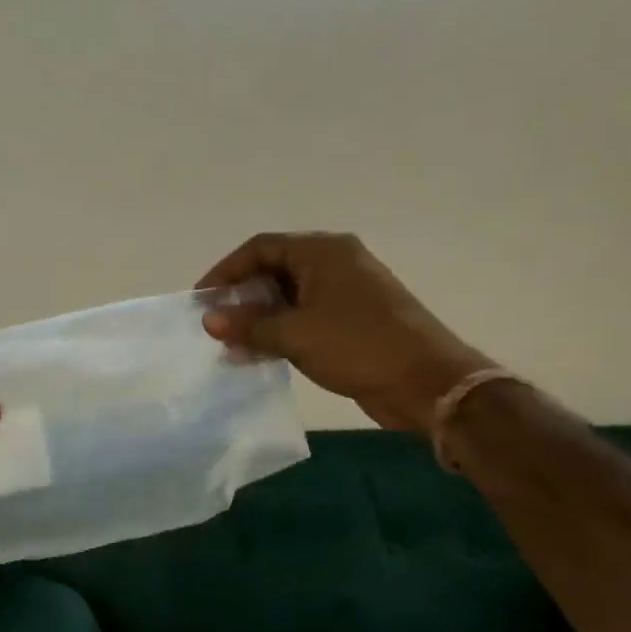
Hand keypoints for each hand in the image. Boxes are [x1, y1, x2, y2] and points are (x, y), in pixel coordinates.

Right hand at [196, 233, 489, 430]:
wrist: (428, 383)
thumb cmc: (358, 345)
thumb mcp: (294, 334)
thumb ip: (248, 324)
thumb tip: (209, 319)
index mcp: (322, 252)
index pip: (260, 248)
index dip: (226, 271)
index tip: (201, 298)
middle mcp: (334, 263)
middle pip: (273, 270)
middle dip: (241, 297)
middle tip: (215, 323)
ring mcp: (346, 292)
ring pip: (288, 297)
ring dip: (258, 319)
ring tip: (230, 344)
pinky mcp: (352, 320)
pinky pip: (304, 318)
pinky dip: (279, 332)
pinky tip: (256, 356)